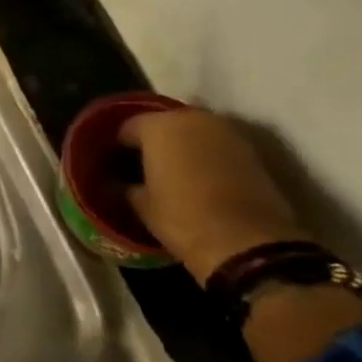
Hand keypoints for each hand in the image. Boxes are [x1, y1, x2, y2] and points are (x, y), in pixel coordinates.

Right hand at [117, 108, 312, 285]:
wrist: (248, 243)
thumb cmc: (183, 219)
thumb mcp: (141, 206)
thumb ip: (124, 186)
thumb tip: (116, 182)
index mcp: (159, 126)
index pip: (127, 126)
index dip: (116, 145)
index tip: (111, 163)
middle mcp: (193, 118)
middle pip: (163, 123)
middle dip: (151, 141)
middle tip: (140, 166)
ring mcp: (226, 131)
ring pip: (193, 132)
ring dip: (181, 146)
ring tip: (169, 172)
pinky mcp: (250, 150)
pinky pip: (216, 145)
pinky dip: (204, 156)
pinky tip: (197, 178)